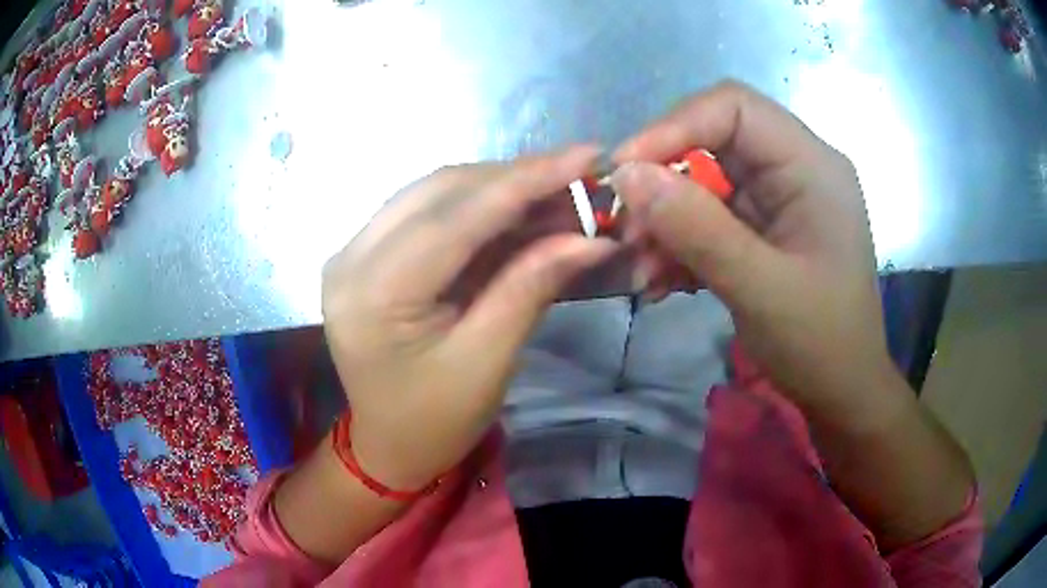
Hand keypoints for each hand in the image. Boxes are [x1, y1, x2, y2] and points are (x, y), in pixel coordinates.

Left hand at [321, 147, 616, 490]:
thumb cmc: (435, 421)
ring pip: (435, 193)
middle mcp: (351, 257)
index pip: (455, 218)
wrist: (388, 447)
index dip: (524, 181)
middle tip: (578, 177)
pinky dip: (478, 207)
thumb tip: (591, 237)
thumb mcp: (488, 363)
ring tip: (557, 192)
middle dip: (515, 178)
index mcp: (372, 294)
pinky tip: (518, 209)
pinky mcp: (369, 254)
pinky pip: (428, 212)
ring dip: (499, 187)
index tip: (584, 155)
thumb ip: (531, 288)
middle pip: (441, 192)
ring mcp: (355, 251)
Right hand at [612, 81, 890, 414]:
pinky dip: (679, 242)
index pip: (734, 107)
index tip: (625, 170)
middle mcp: (794, 169)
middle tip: (626, 228)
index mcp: (811, 165)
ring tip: (641, 267)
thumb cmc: (820, 344)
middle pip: (712, 140)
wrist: (841, 391)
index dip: (674, 126)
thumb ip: (698, 229)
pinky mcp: (762, 228)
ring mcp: (777, 199)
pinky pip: (709, 216)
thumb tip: (627, 175)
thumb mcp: (761, 289)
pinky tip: (660, 279)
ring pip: (703, 181)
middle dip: (663, 181)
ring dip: (665, 220)